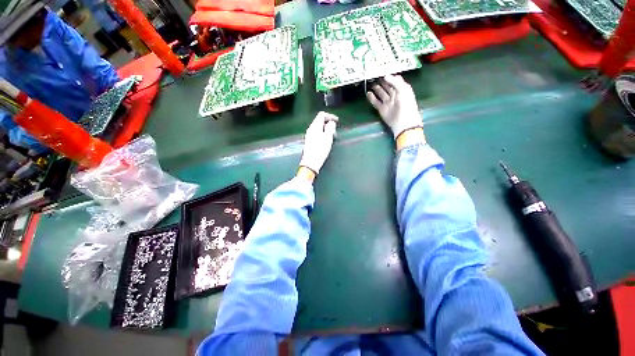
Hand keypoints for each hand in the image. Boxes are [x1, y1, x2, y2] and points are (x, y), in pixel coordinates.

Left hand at [299, 111, 337, 174]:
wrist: (311, 162)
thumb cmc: (320, 149)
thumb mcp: (328, 137)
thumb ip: (330, 128)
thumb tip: (331, 122)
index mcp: (315, 126)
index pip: (322, 115)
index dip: (330, 116)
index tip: (337, 121)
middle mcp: (311, 129)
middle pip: (320, 120)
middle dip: (328, 123)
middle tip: (335, 130)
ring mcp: (309, 135)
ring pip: (319, 127)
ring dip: (326, 129)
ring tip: (332, 136)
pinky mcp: (310, 141)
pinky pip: (317, 133)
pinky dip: (323, 134)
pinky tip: (326, 140)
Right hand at [367, 74, 421, 138]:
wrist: (403, 121)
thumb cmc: (406, 104)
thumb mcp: (403, 90)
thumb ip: (395, 82)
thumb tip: (385, 76)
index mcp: (402, 90)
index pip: (395, 81)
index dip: (390, 77)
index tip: (383, 72)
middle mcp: (394, 95)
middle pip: (387, 87)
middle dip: (382, 82)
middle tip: (375, 76)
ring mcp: (387, 102)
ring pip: (381, 94)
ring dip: (376, 89)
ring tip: (371, 84)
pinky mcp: (381, 109)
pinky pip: (375, 102)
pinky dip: (371, 98)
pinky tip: (368, 94)